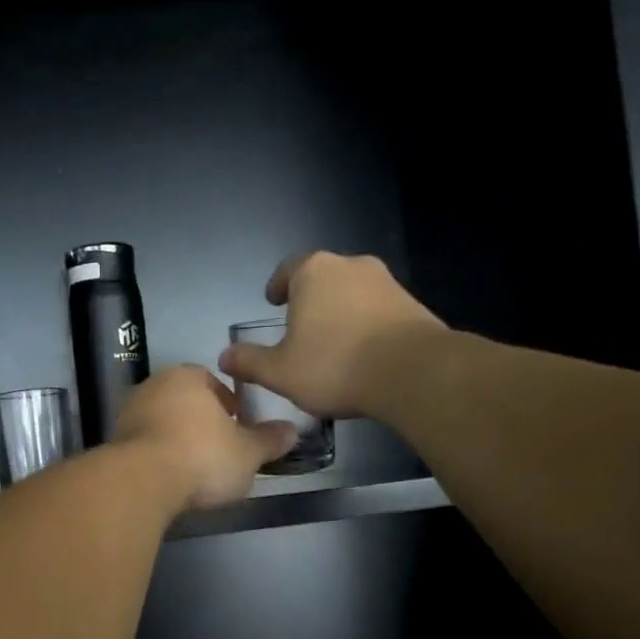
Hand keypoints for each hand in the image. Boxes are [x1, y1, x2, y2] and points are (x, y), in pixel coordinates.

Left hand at [113, 364, 297, 512]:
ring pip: (160, 423)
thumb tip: (292, 431)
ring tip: (194, 468)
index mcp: (187, 377)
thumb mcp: (248, 453)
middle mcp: (153, 386)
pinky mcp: (113, 443)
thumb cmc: (202, 456)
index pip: (211, 381)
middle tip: (218, 448)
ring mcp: (128, 414)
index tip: (238, 426)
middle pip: (183, 401)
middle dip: (200, 421)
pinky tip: (169, 479)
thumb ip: (269, 440)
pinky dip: (156, 457)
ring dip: (176, 439)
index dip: (227, 404)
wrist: (141, 481)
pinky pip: (143, 446)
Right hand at [218, 252, 443, 419]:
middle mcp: (351, 265)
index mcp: (313, 272)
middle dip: (309, 300)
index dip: (277, 286)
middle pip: (322, 279)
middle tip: (299, 327)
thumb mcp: (280, 372)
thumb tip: (224, 357)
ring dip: (340, 313)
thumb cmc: (335, 365)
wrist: (415, 372)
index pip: (287, 270)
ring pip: (352, 293)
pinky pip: (378, 311)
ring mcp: (387, 282)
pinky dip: (366, 325)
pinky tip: (362, 354)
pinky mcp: (413, 304)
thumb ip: (250, 362)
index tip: (273, 302)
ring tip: (332, 345)